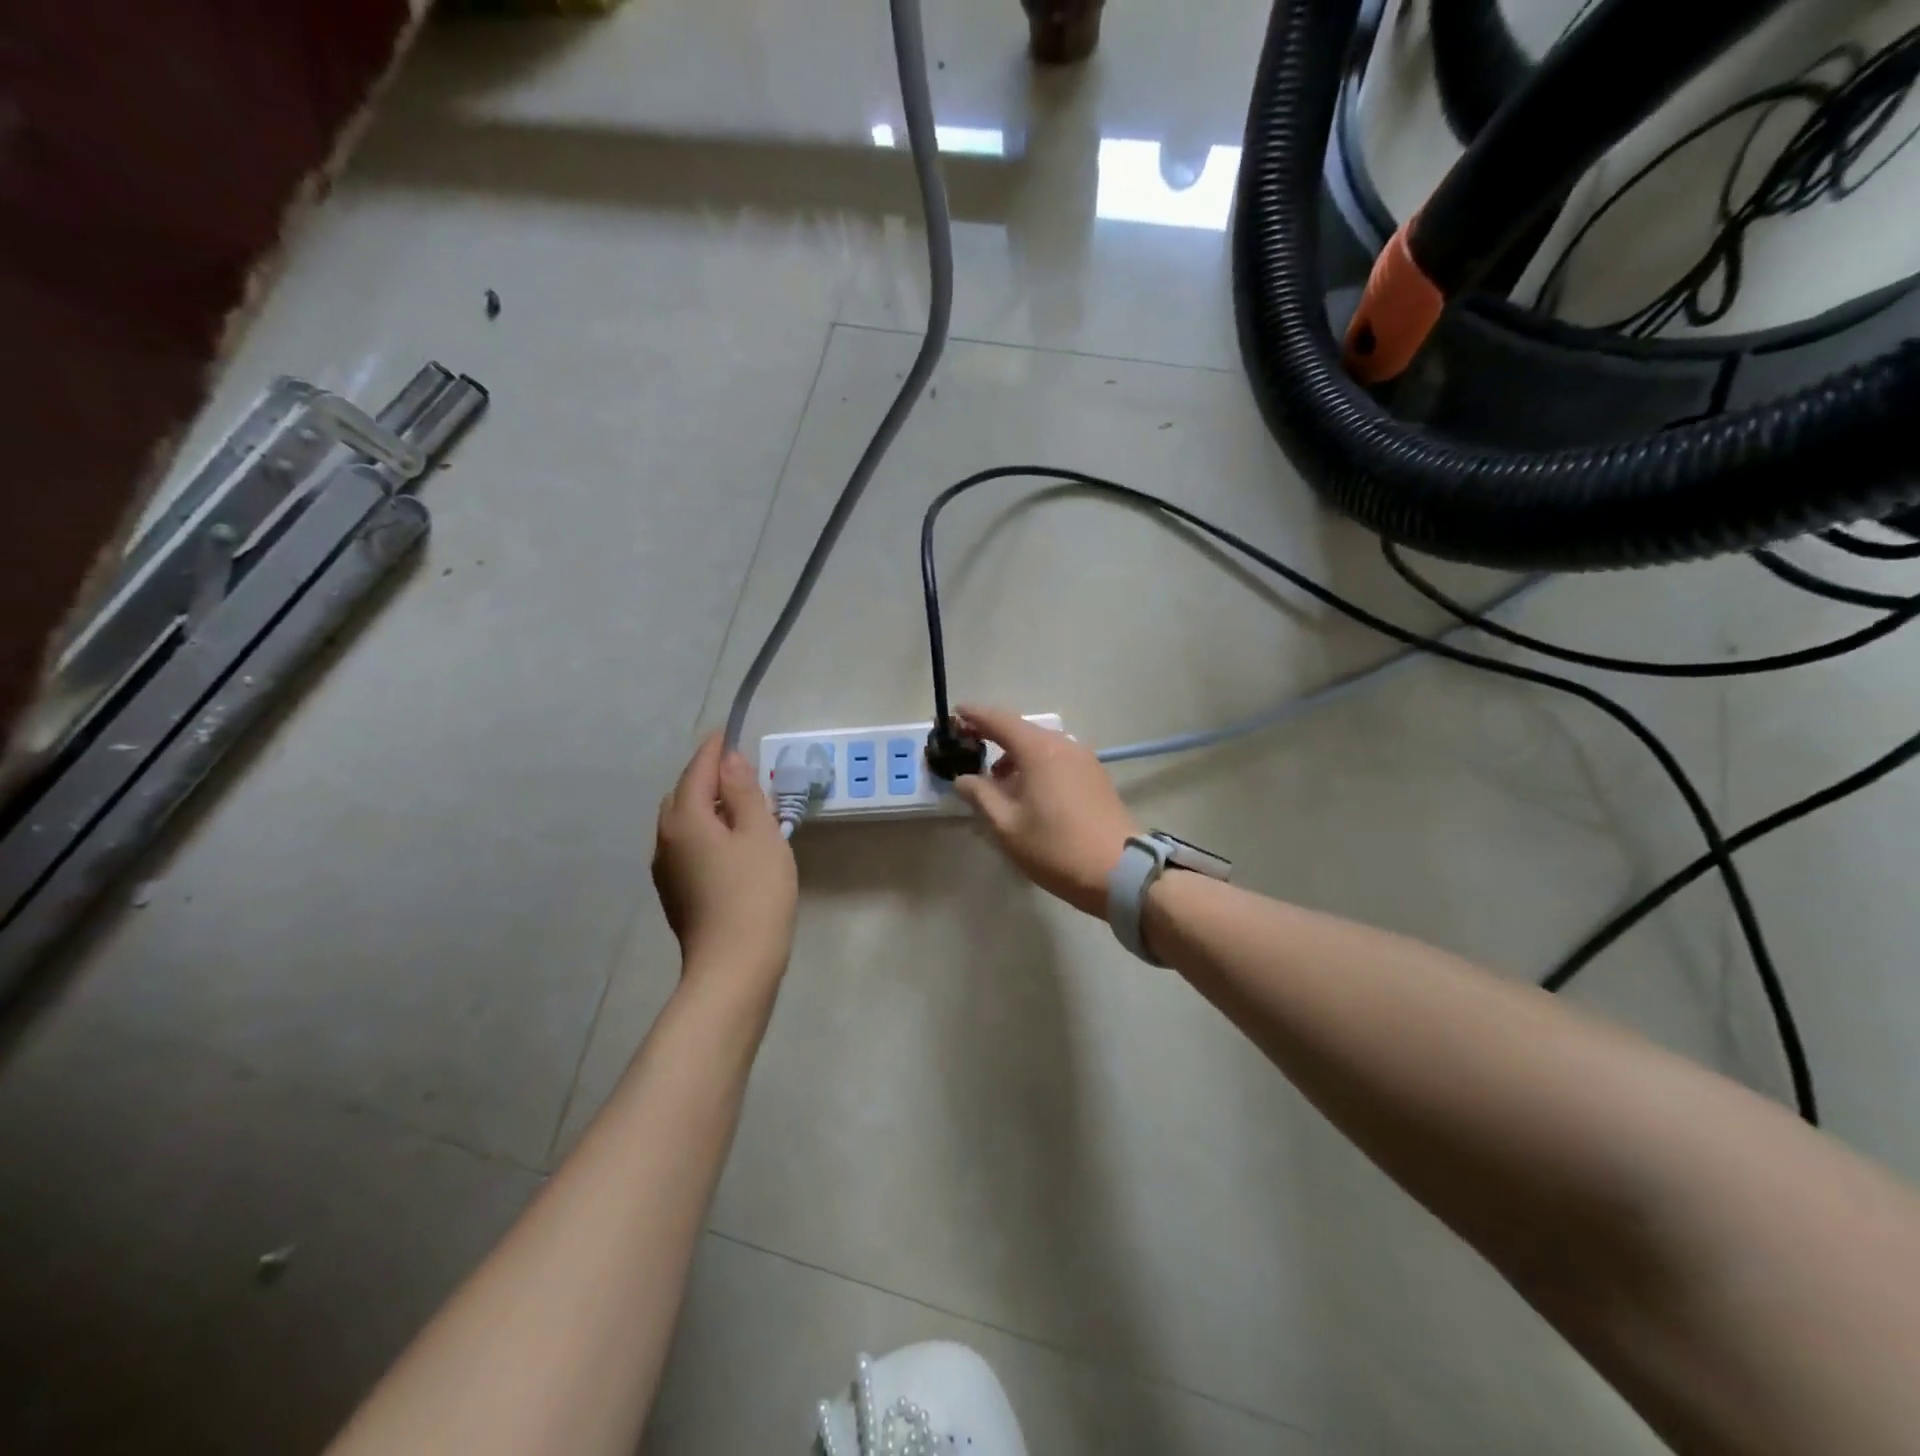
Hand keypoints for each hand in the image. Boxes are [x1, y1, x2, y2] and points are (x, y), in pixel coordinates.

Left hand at [652, 733, 797, 982]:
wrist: (734, 965)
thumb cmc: (755, 892)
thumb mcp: (760, 833)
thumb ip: (745, 792)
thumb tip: (729, 760)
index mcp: (686, 817)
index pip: (699, 769)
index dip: (716, 748)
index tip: (729, 729)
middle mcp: (665, 837)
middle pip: (684, 793)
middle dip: (708, 776)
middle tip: (741, 770)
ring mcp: (666, 867)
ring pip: (683, 820)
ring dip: (706, 805)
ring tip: (740, 805)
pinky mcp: (674, 890)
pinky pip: (686, 844)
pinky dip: (704, 830)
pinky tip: (728, 843)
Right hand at [949, 705, 1140, 915]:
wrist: (1121, 872)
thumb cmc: (1056, 848)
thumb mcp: (1007, 826)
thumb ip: (980, 796)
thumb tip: (963, 779)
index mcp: (1039, 750)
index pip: (999, 720)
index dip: (974, 715)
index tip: (954, 714)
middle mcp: (1063, 745)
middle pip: (1021, 731)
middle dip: (993, 736)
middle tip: (969, 749)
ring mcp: (1084, 759)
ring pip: (1041, 746)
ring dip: (1015, 755)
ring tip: (997, 782)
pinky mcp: (1096, 776)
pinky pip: (1058, 759)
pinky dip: (1036, 765)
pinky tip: (1028, 792)